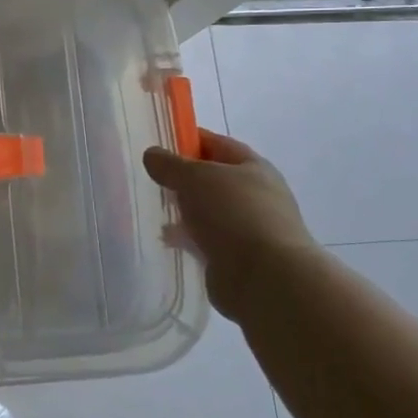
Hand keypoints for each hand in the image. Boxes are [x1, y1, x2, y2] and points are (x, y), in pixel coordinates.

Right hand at [143, 132, 316, 323]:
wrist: (266, 278)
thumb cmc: (233, 214)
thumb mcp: (195, 177)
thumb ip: (170, 164)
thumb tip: (152, 154)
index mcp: (253, 167)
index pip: (216, 144)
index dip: (188, 140)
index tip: (157, 144)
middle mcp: (255, 194)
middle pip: (212, 179)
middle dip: (183, 179)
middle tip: (152, 179)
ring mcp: (248, 228)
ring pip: (208, 211)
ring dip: (185, 211)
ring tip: (154, 210)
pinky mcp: (238, 257)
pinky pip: (206, 239)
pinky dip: (188, 238)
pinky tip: (167, 240)